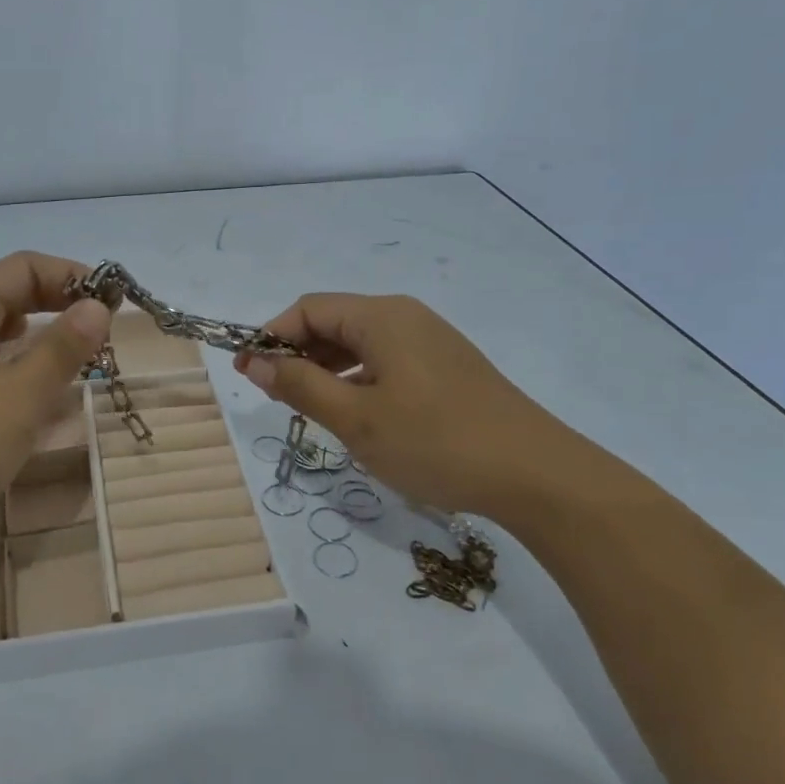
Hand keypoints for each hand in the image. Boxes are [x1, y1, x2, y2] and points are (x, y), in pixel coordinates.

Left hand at [0, 252, 110, 542]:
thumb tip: (96, 306)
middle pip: (7, 296)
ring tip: (73, 367)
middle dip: (57, 307)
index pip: (24, 267)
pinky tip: (29, 404)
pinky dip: (14, 374)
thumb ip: (61, 349)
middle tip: (98, 336)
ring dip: (37, 342)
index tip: (110, 304)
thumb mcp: (19, 396)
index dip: (71, 276)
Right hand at [234, 293, 590, 524]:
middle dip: (296, 352)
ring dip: (325, 367)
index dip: (270, 336)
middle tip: (272, 395)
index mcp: (381, 317)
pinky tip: (354, 412)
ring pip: (360, 342)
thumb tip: (257, 362)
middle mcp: (405, 317)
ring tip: (307, 406)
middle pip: (334, 321)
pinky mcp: (446, 367)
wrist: (537, 474)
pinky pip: (386, 360)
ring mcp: (430, 341)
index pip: (308, 309)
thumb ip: (301, 386)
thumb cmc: (436, 442)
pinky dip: (357, 377)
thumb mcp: (356, 419)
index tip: (247, 373)